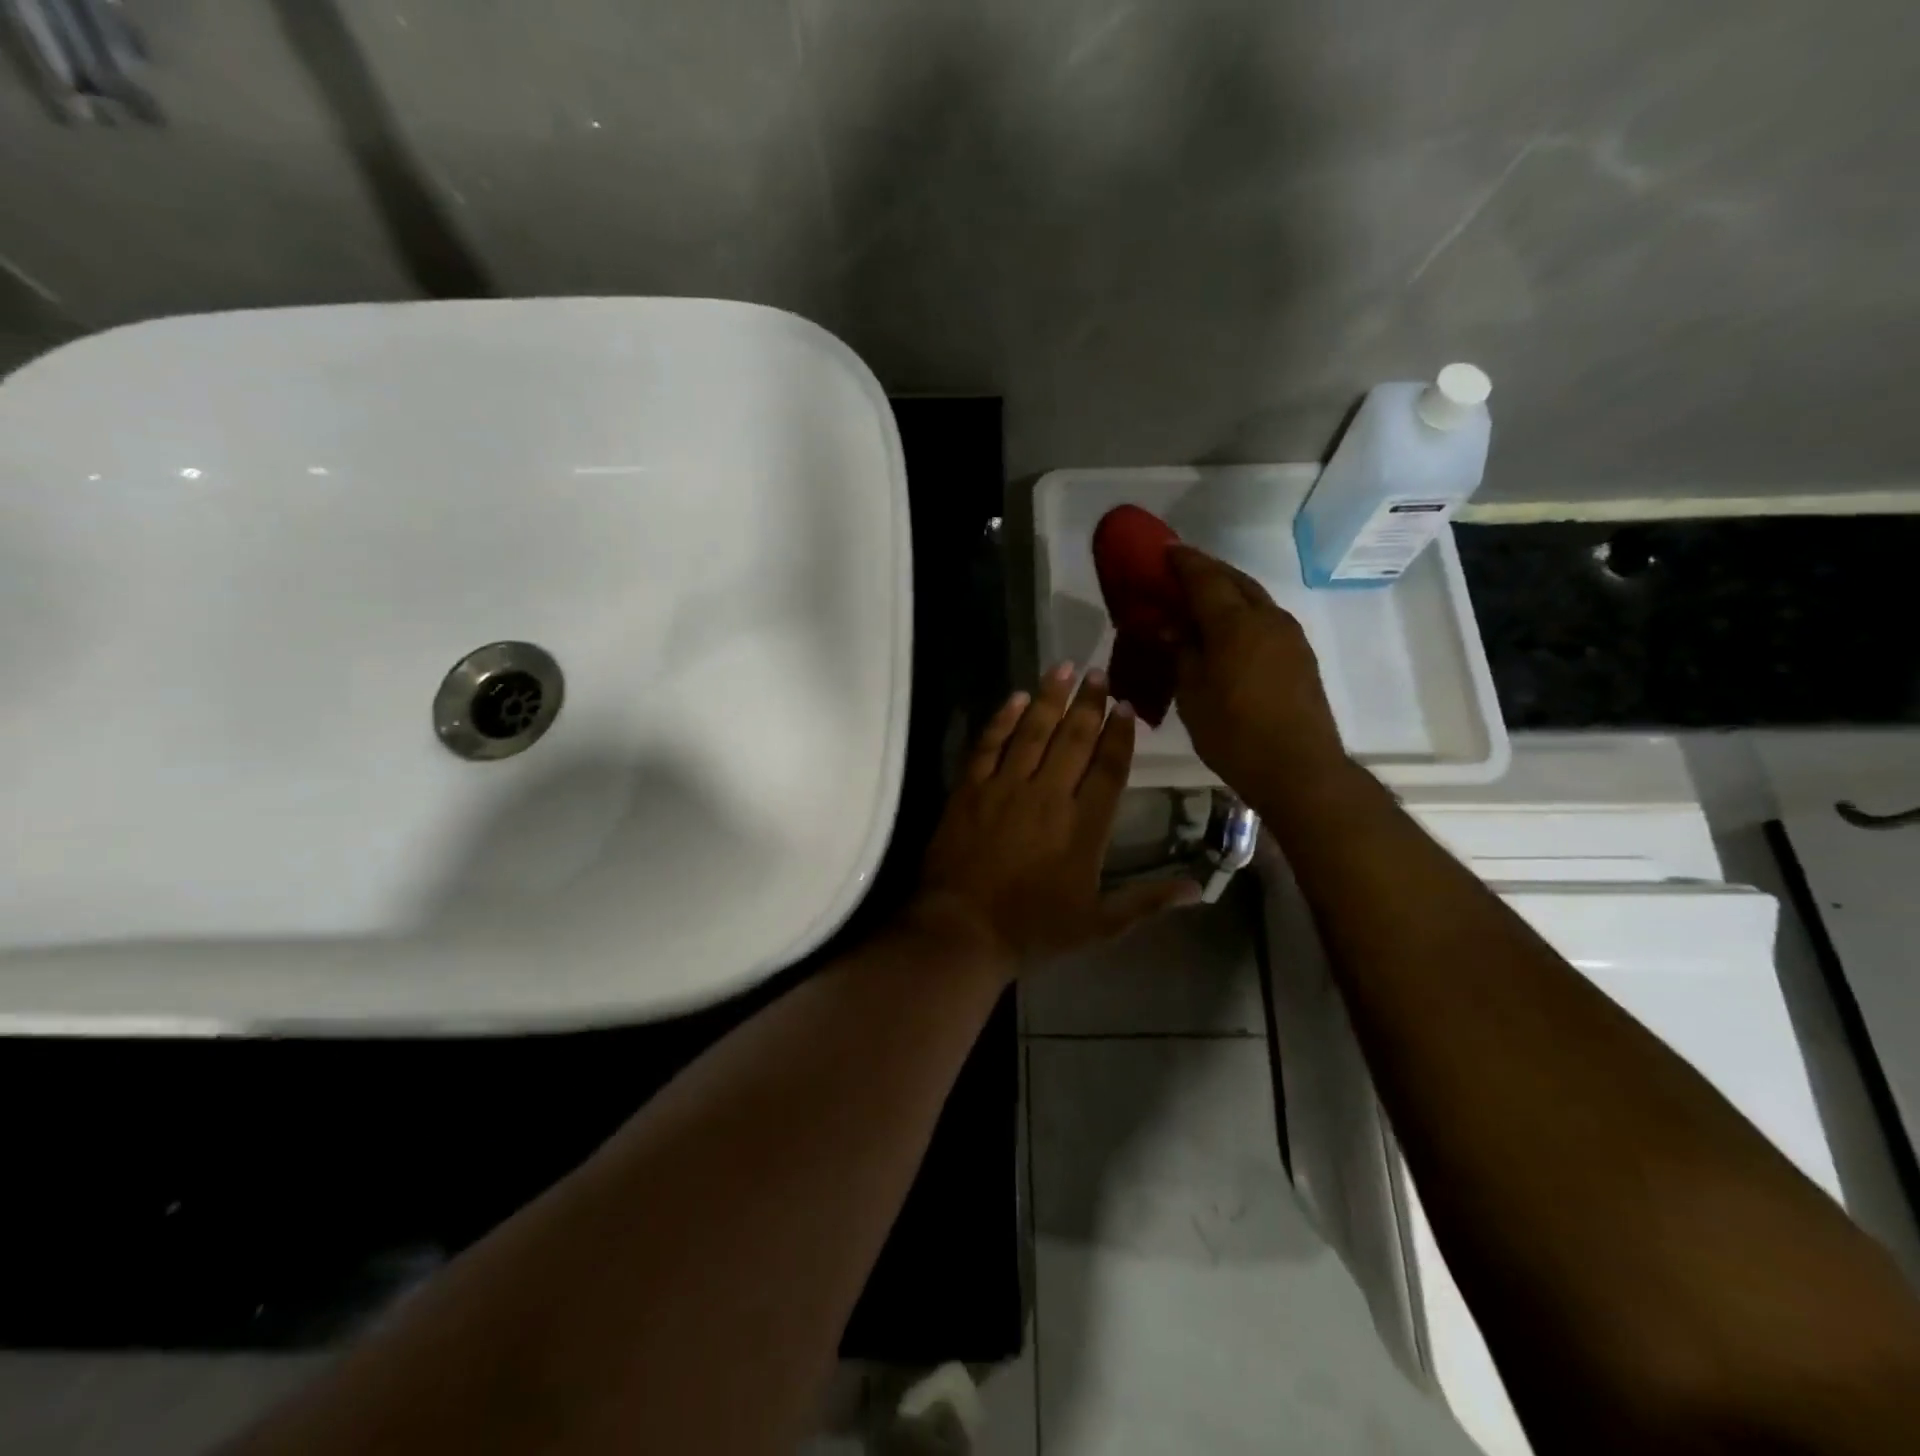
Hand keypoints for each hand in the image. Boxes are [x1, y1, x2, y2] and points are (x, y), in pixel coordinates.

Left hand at [911, 664, 1200, 971]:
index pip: (1109, 768)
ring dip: (1050, 697)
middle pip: (1074, 739)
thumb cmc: (1033, 929)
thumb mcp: (1098, 925)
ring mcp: (1006, 787)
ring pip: (1033, 731)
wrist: (963, 929)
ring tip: (1064, 667)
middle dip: (1089, 703)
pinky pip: (989, 744)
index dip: (1120, 734)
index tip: (1126, 705)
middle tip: (1099, 672)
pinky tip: (1014, 697)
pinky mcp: (970, 788)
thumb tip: (1198, 890)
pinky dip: (1002, 719)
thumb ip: (1148, 901)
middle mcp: (1049, 795)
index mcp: (1084, 826)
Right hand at [1165, 545, 1347, 797]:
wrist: (1297, 767)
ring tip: (1201, 600)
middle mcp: (1267, 618)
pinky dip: (1243, 613)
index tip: (1164, 550)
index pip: (1205, 578)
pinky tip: (1228, 630)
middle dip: (1207, 570)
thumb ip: (1182, 652)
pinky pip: (1265, 619)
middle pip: (1235, 580)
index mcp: (1235, 623)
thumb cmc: (1233, 732)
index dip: (1183, 562)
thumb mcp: (1192, 693)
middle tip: (1180, 570)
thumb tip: (1173, 627)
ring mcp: (1289, 636)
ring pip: (1254, 598)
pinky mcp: (1300, 656)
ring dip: (1228, 591)